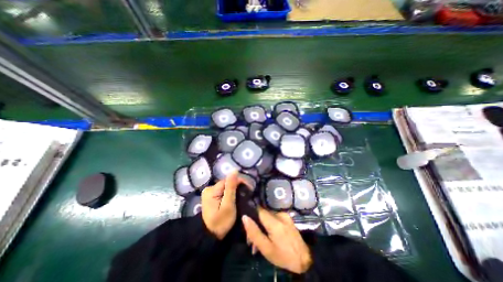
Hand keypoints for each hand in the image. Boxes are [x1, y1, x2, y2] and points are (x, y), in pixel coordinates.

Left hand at [201, 171, 242, 240]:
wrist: (210, 238)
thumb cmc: (220, 223)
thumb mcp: (228, 205)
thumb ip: (231, 187)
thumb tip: (234, 170)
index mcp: (211, 190)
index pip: (228, 180)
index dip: (239, 182)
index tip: (249, 188)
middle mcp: (209, 188)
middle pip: (227, 183)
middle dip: (237, 187)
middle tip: (246, 195)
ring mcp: (209, 193)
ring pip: (226, 187)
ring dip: (234, 190)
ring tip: (242, 197)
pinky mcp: (211, 197)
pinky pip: (223, 191)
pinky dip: (230, 194)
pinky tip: (234, 198)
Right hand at [241, 209, 312, 273]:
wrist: (304, 259)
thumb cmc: (283, 256)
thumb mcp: (266, 248)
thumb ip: (254, 232)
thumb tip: (244, 217)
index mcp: (275, 222)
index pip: (258, 209)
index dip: (251, 213)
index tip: (246, 222)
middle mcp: (280, 214)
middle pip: (262, 213)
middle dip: (255, 223)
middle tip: (251, 239)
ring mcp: (284, 214)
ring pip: (267, 216)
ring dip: (261, 225)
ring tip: (258, 241)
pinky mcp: (286, 217)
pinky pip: (273, 217)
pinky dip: (268, 225)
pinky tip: (267, 235)